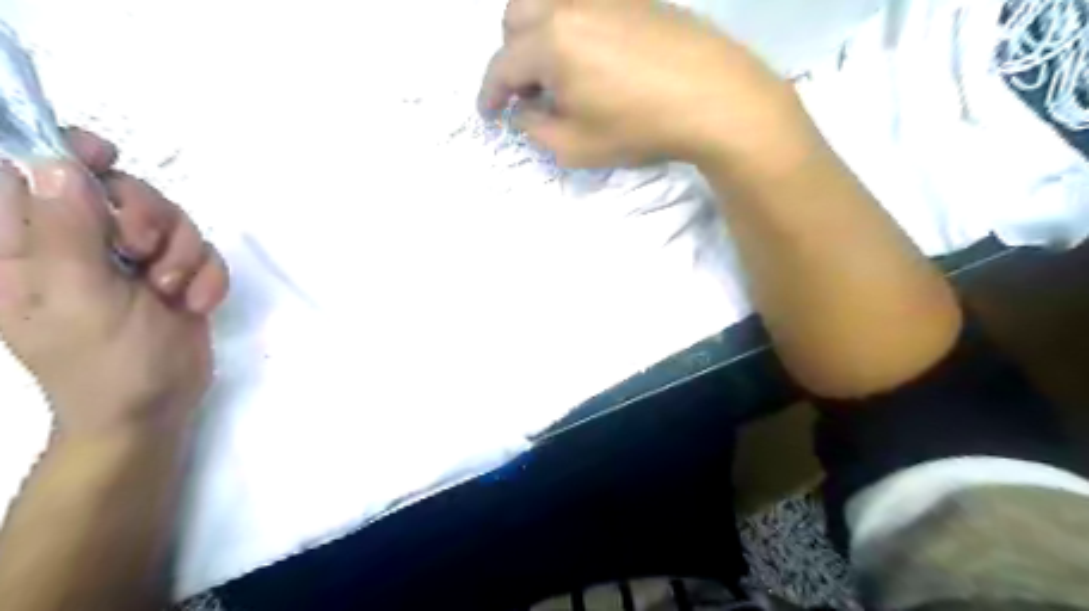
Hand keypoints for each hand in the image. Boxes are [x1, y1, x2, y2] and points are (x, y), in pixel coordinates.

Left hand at [0, 127, 228, 433]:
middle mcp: (79, 245)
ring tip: (172, 289)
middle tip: (143, 251)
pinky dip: (207, 275)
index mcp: (25, 247)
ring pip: (169, 218)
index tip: (104, 156)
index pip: (25, 172)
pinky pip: (203, 251)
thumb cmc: (102, 360)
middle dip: (144, 214)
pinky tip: (196, 303)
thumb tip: (60, 162)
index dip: (62, 152)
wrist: (156, 406)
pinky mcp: (176, 274)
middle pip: (116, 188)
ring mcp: (133, 261)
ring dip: (183, 251)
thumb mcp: (76, 295)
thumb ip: (65, 229)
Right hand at [478, 0, 816, 169]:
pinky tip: (591, 59)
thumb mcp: (575, 146)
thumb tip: (521, 111)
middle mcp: (569, 5)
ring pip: (548, 4)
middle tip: (527, 94)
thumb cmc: (638, 127)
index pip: (501, 66)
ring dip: (537, 38)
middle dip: (511, 59)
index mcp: (550, 42)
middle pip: (515, 19)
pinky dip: (570, 29)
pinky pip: (584, 6)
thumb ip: (534, 128)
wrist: (714, 97)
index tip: (489, 115)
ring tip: (557, 75)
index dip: (489, 94)